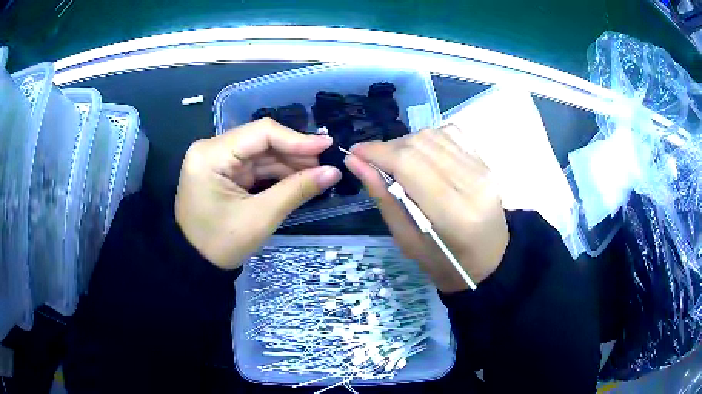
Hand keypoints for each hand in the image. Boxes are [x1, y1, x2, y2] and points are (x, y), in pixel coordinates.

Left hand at [176, 118, 341, 269]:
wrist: (195, 264)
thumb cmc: (221, 244)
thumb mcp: (260, 217)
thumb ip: (297, 190)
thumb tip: (334, 172)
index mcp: (211, 154)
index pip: (261, 132)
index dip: (297, 139)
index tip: (327, 146)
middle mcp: (211, 148)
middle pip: (261, 140)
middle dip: (294, 153)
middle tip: (325, 165)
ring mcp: (217, 159)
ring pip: (260, 152)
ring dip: (288, 163)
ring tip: (317, 174)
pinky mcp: (223, 171)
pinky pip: (254, 165)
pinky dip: (276, 173)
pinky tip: (298, 178)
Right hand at [344, 126, 507, 292]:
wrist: (489, 257)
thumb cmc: (444, 262)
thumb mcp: (406, 240)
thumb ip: (383, 198)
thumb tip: (355, 162)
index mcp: (452, 214)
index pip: (408, 164)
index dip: (376, 152)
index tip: (354, 153)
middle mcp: (472, 183)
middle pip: (420, 144)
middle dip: (388, 147)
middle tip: (373, 162)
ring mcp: (482, 169)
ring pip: (433, 135)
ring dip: (406, 142)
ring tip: (397, 162)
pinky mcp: (485, 162)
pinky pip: (450, 134)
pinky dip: (427, 140)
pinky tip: (421, 156)